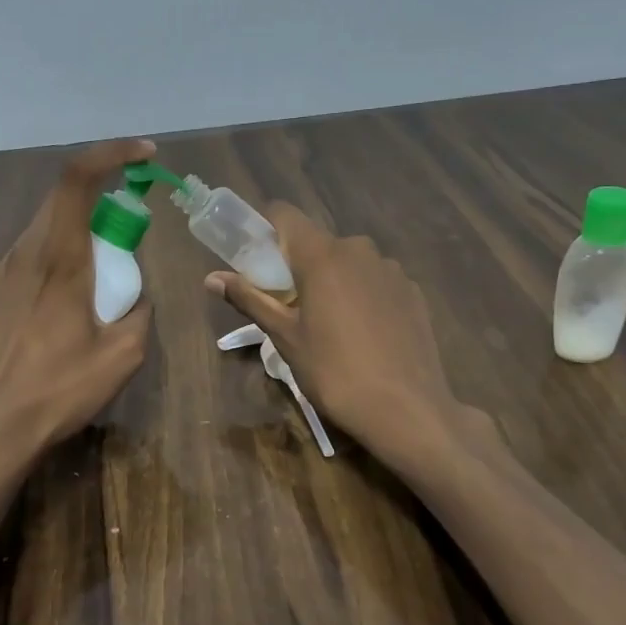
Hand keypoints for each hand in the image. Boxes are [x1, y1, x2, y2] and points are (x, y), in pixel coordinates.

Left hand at [0, 139, 155, 478]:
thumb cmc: (56, 391)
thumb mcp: (122, 355)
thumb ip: (139, 310)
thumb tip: (136, 294)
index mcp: (57, 258)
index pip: (77, 178)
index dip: (112, 153)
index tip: (145, 155)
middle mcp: (24, 252)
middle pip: (63, 198)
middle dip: (105, 199)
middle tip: (134, 234)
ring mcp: (2, 272)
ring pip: (48, 226)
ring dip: (84, 231)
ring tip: (106, 278)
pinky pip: (34, 253)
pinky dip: (63, 254)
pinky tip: (73, 302)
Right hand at [206, 205, 464, 465]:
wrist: (408, 410)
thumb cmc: (335, 372)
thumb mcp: (285, 338)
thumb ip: (250, 299)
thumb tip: (212, 278)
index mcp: (322, 255)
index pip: (285, 214)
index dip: (265, 229)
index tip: (255, 258)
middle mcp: (359, 250)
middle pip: (317, 242)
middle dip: (297, 265)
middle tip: (288, 306)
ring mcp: (391, 270)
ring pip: (348, 262)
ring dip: (332, 281)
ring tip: (329, 326)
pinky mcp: (413, 291)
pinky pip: (375, 281)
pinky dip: (362, 296)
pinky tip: (364, 335)